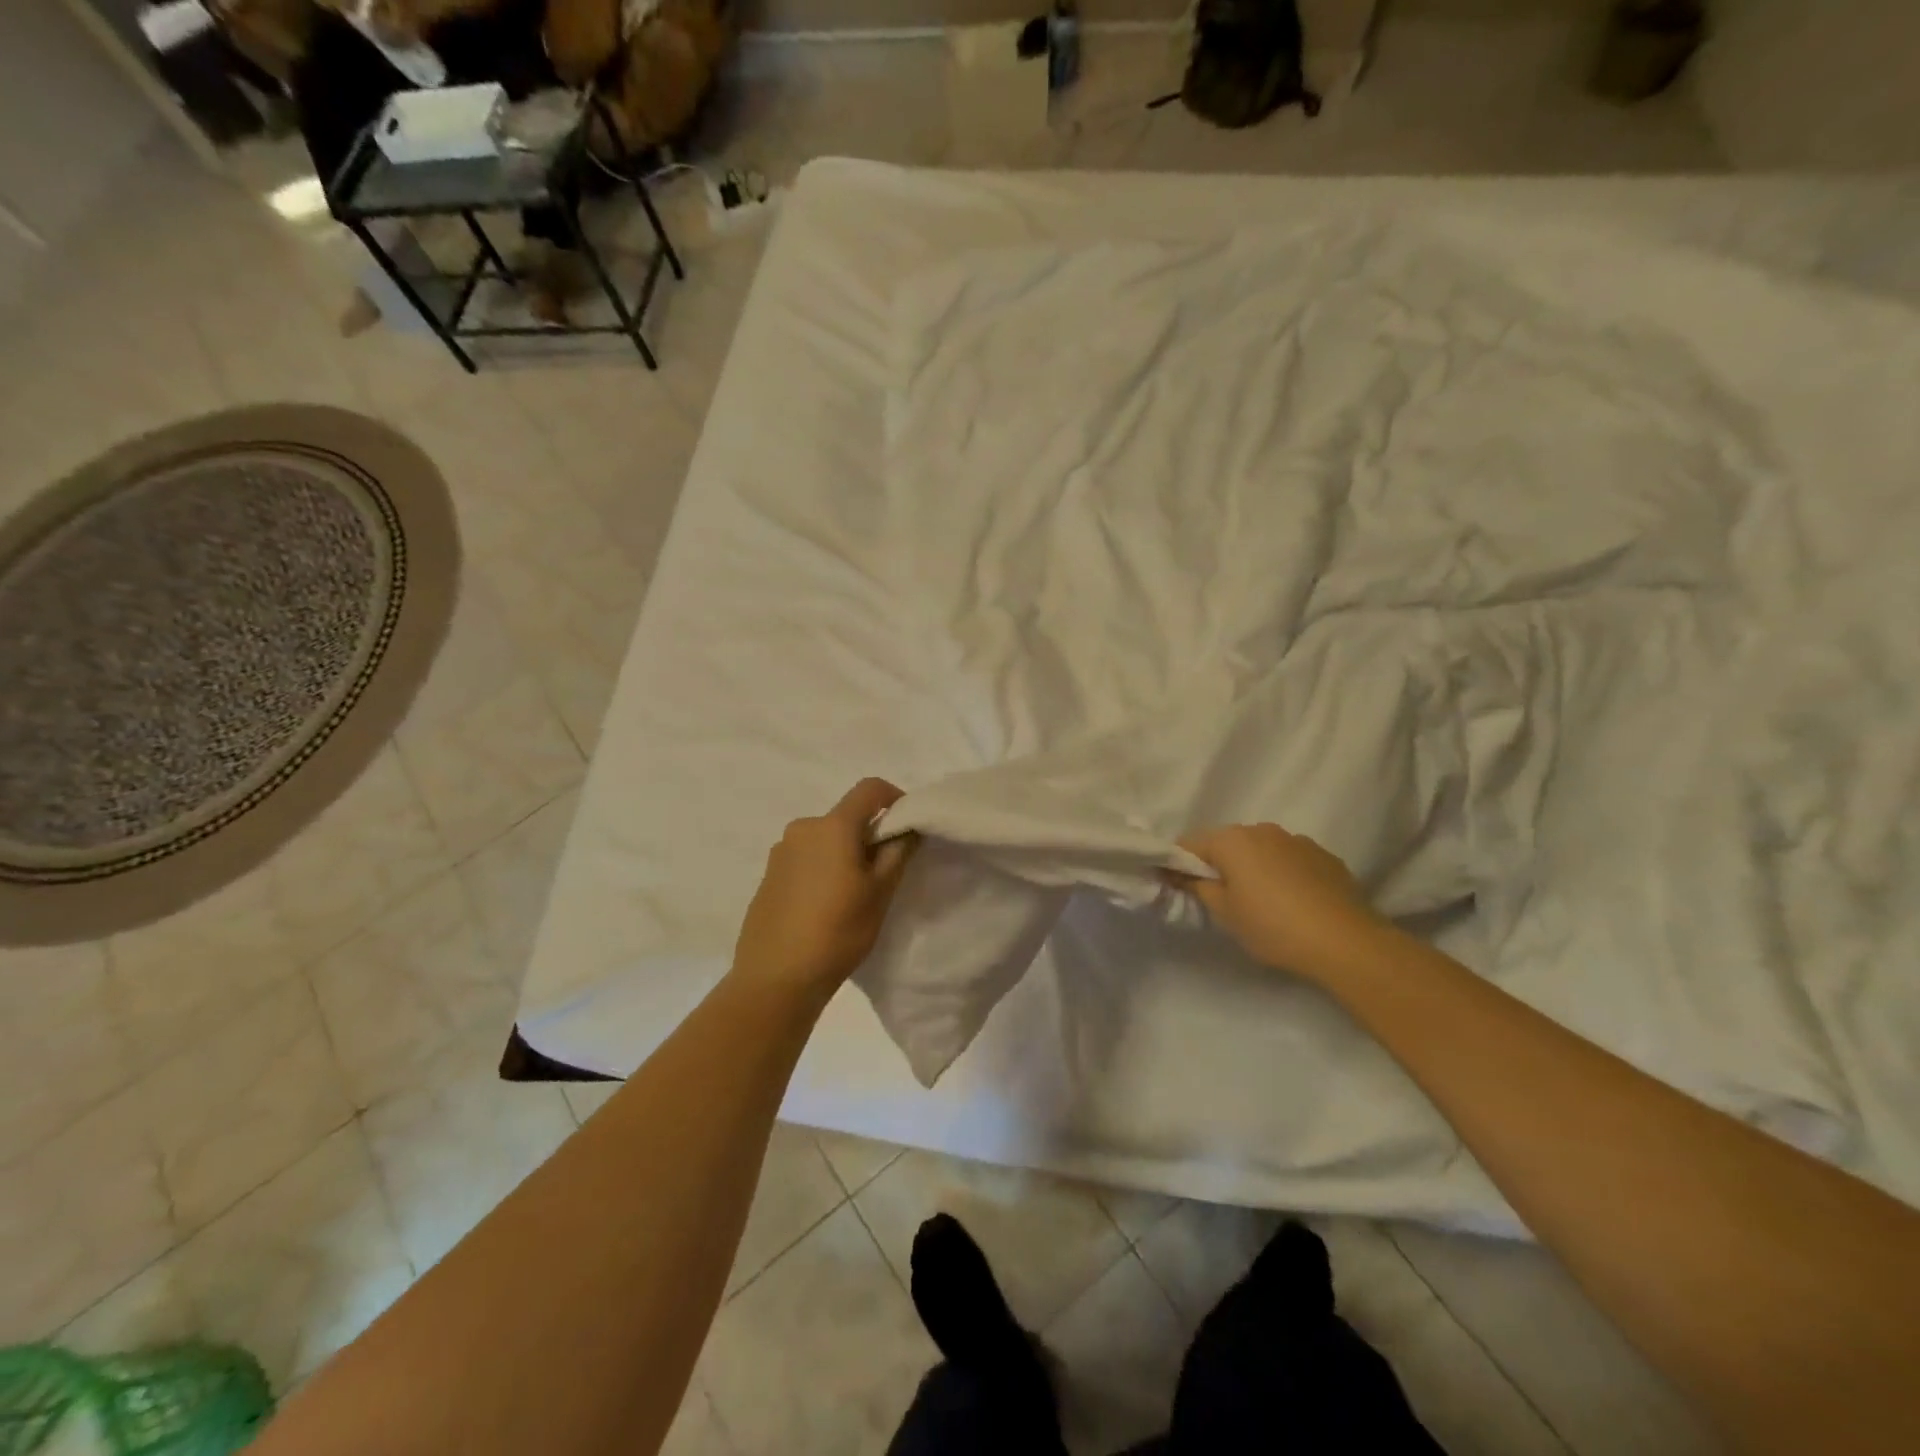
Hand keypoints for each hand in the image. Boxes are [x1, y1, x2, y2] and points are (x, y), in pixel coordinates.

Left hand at [732, 779, 918, 1001]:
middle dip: (868, 835)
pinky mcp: (768, 876)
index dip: (894, 797)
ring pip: (824, 840)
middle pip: (846, 817)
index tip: (907, 825)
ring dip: (843, 854)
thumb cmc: (837, 931)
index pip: (869, 788)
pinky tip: (824, 907)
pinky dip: (822, 869)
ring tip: (852, 894)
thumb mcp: (880, 893)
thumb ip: (897, 851)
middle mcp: (802, 828)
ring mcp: (780, 852)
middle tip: (884, 871)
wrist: (775, 978)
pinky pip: (805, 859)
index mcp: (832, 826)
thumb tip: (907, 827)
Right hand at [1176, 823, 1386, 982]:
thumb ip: (1196, 886)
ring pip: (1259, 850)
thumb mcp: (1224, 912)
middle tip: (1219, 899)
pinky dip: (1282, 873)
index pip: (1189, 843)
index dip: (1178, 864)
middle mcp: (1261, 830)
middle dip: (1218, 865)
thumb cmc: (1273, 926)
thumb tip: (1177, 872)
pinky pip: (1289, 859)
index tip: (1177, 887)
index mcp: (1231, 840)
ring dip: (1252, 867)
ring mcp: (1296, 840)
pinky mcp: (1324, 855)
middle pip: (1226, 843)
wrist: (1346, 942)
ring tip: (1261, 902)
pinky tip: (1292, 902)